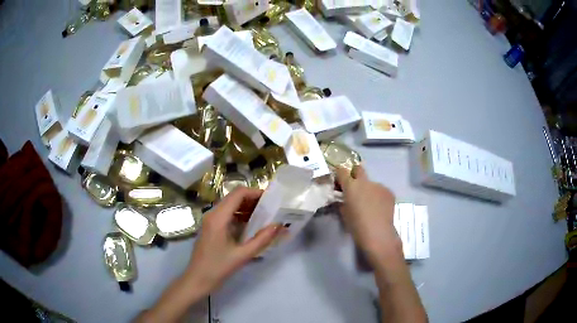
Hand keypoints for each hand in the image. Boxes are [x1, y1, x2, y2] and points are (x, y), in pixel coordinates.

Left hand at [185, 187, 282, 292]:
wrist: (198, 279)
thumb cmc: (218, 267)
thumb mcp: (243, 255)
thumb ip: (262, 239)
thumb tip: (278, 226)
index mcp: (218, 217)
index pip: (238, 193)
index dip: (255, 192)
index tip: (271, 199)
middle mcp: (212, 214)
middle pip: (234, 197)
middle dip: (253, 199)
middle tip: (270, 208)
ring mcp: (210, 220)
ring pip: (230, 205)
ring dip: (246, 207)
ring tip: (264, 216)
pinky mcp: (210, 227)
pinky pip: (226, 214)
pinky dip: (239, 215)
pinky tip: (250, 225)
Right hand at [336, 165, 400, 262]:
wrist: (378, 234)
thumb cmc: (357, 226)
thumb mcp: (344, 214)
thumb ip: (343, 202)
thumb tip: (344, 199)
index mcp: (351, 186)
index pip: (342, 171)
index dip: (340, 175)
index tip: (339, 182)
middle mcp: (365, 182)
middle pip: (359, 169)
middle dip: (355, 174)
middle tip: (354, 187)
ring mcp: (379, 186)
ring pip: (371, 183)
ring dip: (368, 190)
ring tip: (370, 204)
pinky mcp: (389, 192)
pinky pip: (380, 191)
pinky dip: (378, 196)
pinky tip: (379, 208)